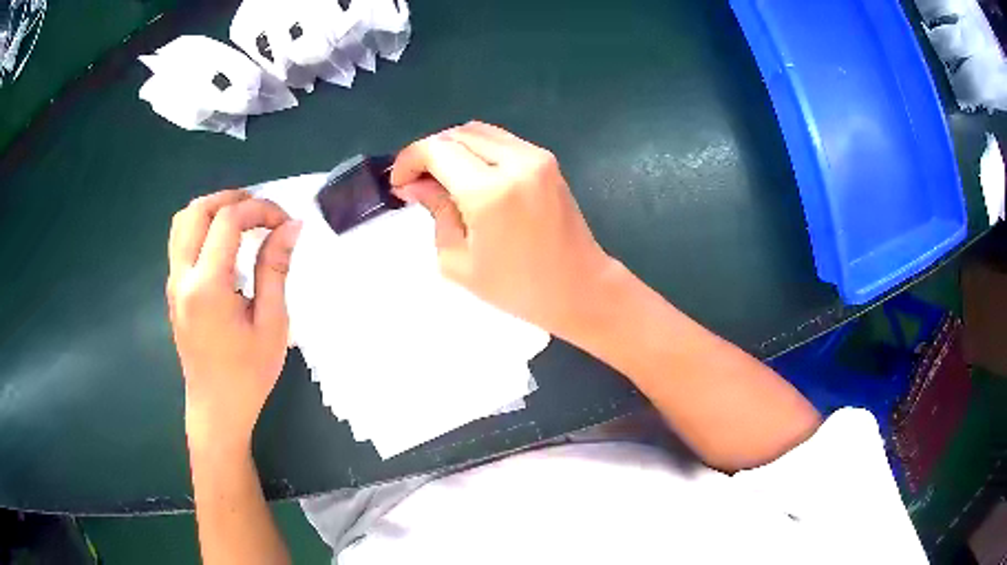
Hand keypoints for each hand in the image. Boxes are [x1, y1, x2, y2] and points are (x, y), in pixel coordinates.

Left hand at [166, 190, 301, 450]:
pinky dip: (202, 228)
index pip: (228, 221)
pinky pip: (181, 241)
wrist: (217, 410)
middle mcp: (182, 277)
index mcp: (207, 286)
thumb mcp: (271, 324)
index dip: (260, 210)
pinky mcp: (173, 291)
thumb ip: (275, 269)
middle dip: (232, 199)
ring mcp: (173, 283)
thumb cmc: (248, 374)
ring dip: (212, 210)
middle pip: (197, 210)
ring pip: (183, 222)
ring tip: (242, 221)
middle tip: (262, 212)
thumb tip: (291, 227)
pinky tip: (224, 245)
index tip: (285, 222)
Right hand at [391, 121, 615, 337]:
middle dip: (429, 152)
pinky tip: (470, 175)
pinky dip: (477, 149)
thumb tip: (415, 184)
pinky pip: (501, 141)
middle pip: (456, 134)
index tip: (399, 181)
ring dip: (452, 147)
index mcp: (489, 191)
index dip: (409, 159)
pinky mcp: (547, 160)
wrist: (579, 287)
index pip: (436, 150)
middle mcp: (515, 162)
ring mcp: (536, 157)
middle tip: (417, 182)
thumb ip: (436, 212)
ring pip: (479, 131)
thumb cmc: (517, 288)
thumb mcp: (459, 260)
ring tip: (441, 178)